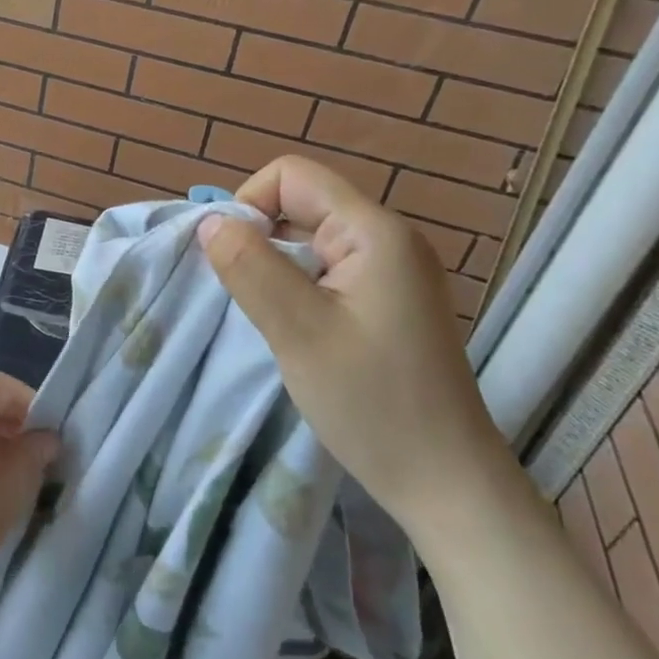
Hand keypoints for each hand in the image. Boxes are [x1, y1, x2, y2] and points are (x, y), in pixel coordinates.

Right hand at [195, 156, 514, 548]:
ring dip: (276, 264)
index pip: (292, 175)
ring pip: (311, 237)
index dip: (249, 203)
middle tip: (246, 295)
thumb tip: (210, 222)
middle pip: (302, 202)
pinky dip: (297, 285)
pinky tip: (296, 327)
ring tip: (269, 314)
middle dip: (260, 237)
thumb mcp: (298, 332)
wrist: (447, 483)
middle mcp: (389, 238)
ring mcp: (393, 270)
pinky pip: (328, 268)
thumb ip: (249, 267)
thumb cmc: (373, 404)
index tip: (233, 261)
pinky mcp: (390, 300)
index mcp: (374, 232)